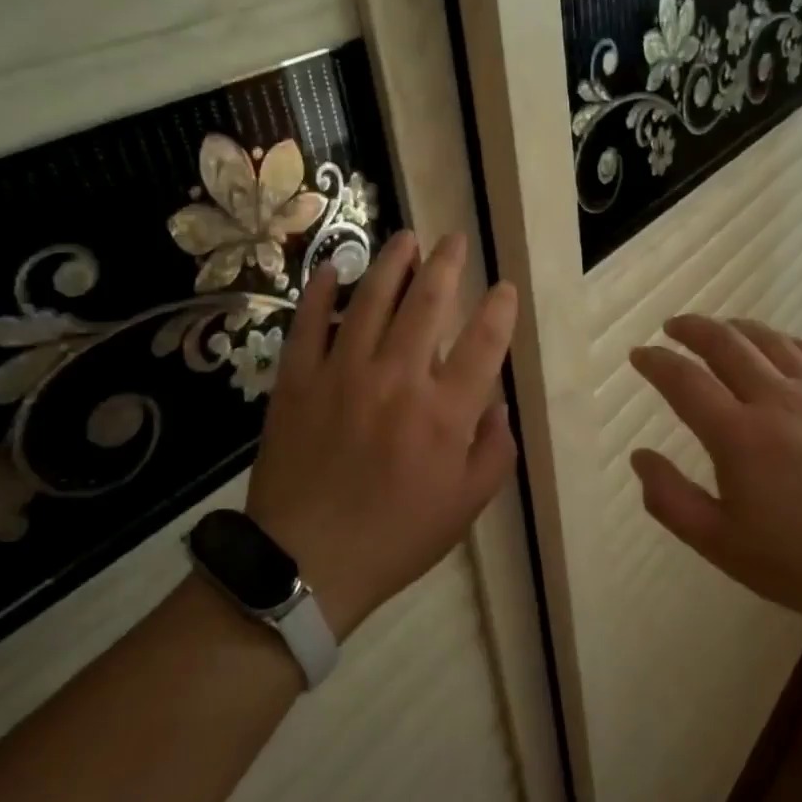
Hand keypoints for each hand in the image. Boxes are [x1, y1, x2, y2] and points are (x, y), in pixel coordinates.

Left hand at [244, 230, 518, 638]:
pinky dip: (321, 293)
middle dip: (446, 265)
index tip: (503, 287)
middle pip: (428, 304)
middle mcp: (398, 379)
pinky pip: (309, 325)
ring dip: (392, 264)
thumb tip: (498, 405)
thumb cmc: (397, 536)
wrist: (306, 564)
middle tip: (453, 240)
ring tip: (406, 237)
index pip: (484, 342)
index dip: (499, 308)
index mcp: (445, 412)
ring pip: (372, 302)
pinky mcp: (298, 381)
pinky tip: (333, 269)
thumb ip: (494, 451)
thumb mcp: (467, 506)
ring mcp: (343, 374)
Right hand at [628, 316, 801, 627]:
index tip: (638, 355)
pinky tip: (780, 345)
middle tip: (672, 327)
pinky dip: (787, 341)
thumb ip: (671, 500)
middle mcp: (776, 401)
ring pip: (771, 341)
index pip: (684, 381)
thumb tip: (639, 457)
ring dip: (737, 328)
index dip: (656, 362)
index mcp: (738, 436)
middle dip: (693, 329)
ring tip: (720, 327)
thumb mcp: (721, 545)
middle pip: (726, 345)